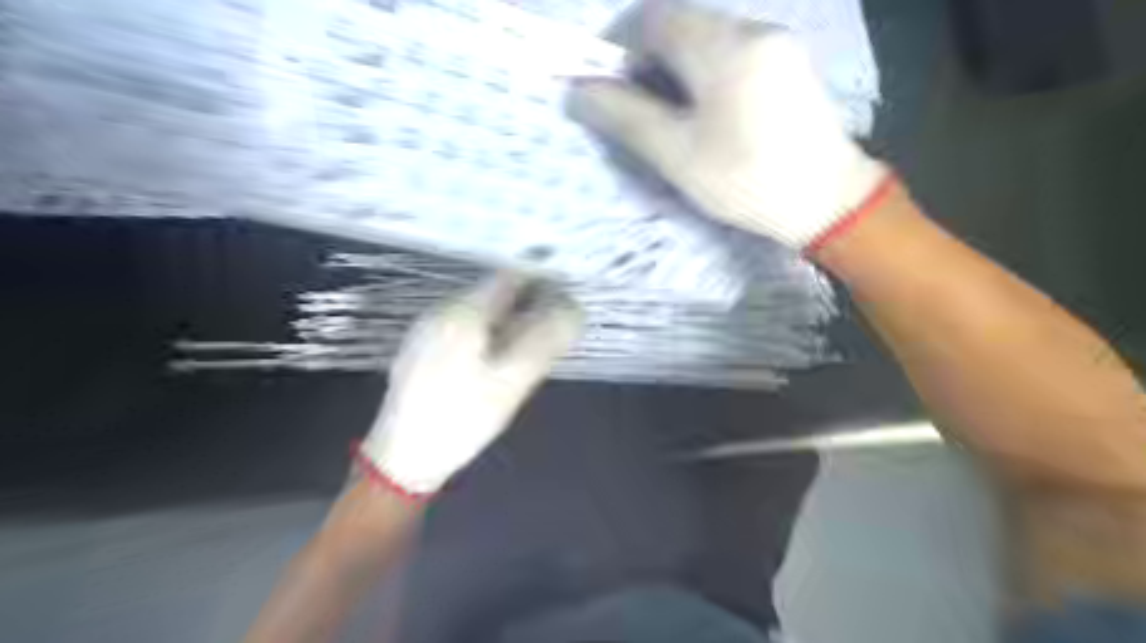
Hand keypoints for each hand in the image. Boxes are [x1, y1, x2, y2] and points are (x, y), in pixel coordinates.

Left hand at [356, 274, 582, 500]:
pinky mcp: (421, 349)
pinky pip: (463, 328)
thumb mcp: (512, 381)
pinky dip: (487, 335)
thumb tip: (574, 310)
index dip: (541, 280)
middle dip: (525, 305)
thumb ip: (545, 341)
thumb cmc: (461, 418)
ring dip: (507, 321)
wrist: (402, 459)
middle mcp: (441, 311)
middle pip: (493, 293)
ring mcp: (427, 329)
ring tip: (528, 349)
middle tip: (551, 331)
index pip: (509, 277)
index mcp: (463, 312)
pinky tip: (495, 362)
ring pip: (478, 312)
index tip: (566, 297)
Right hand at [569, 1, 888, 251]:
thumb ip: (627, 117)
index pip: (653, 17)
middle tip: (637, 109)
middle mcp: (752, 29)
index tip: (607, 87)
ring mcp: (775, 43)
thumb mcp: (677, 154)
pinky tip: (706, 113)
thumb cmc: (746, 181)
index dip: (619, 46)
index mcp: (724, 47)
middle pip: (680, 25)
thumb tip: (579, 89)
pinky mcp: (786, 62)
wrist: (827, 201)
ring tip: (671, 117)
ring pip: (705, 39)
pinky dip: (704, 73)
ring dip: (675, 68)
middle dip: (647, 60)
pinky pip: (731, 53)